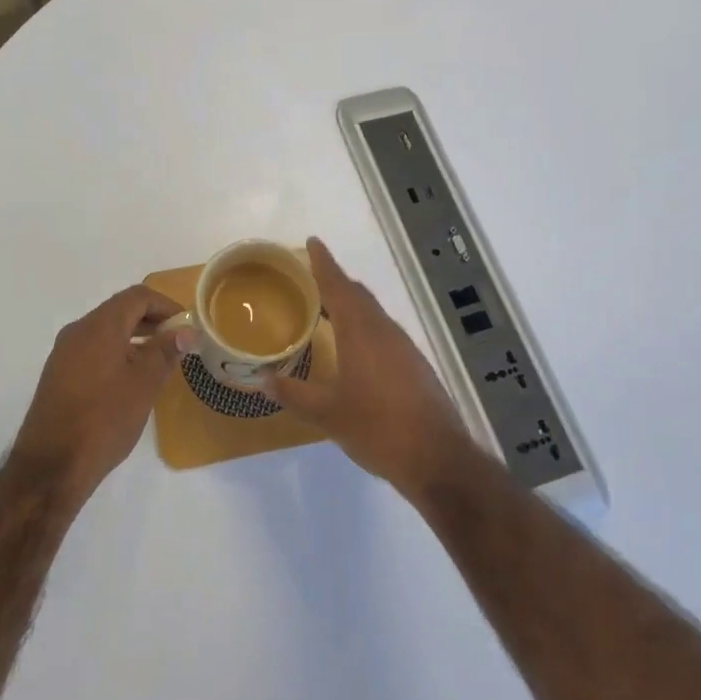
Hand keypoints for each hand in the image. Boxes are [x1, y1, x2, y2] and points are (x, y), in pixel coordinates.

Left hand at [11, 284, 188, 503]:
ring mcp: (64, 354)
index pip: (137, 296)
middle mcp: (78, 331)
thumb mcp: (145, 383)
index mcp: (99, 325)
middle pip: (120, 311)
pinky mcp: (58, 376)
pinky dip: (116, 354)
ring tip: (158, 363)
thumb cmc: (105, 419)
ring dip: (134, 338)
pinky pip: (92, 351)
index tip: (186, 326)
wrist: (51, 466)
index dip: (165, 305)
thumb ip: (166, 351)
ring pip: (105, 332)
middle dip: (151, 321)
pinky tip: (130, 381)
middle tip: (177, 342)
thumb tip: (187, 331)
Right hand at [268, 238, 477, 499]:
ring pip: (374, 314)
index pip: (338, 286)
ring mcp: (404, 347)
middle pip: (358, 295)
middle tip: (313, 277)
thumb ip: (294, 394)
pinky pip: (385, 332)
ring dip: (352, 305)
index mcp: (360, 332)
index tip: (313, 242)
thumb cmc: (377, 428)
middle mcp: (384, 331)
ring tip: (329, 310)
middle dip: (336, 281)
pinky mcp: (416, 365)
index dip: (323, 263)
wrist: (436, 457)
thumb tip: (263, 380)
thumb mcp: (327, 414)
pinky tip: (356, 348)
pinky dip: (365, 327)